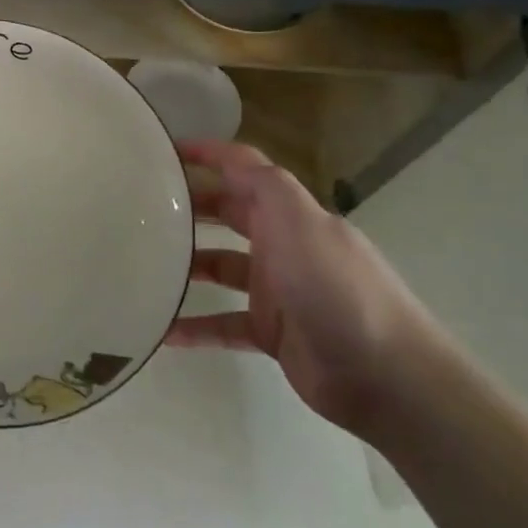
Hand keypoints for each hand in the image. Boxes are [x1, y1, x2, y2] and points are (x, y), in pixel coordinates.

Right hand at [165, 139, 443, 435]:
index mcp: (291, 215)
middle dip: (192, 206)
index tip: (164, 150)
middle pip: (230, 215)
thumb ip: (265, 186)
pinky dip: (195, 326)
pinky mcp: (272, 333)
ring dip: (187, 265)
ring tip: (143, 263)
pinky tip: (162, 331)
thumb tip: (228, 159)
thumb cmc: (337, 290)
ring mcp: (278, 291)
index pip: (246, 170)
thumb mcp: (300, 224)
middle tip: (142, 206)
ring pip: (221, 267)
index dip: (210, 155)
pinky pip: (223, 323)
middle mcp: (284, 245)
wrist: (386, 378)